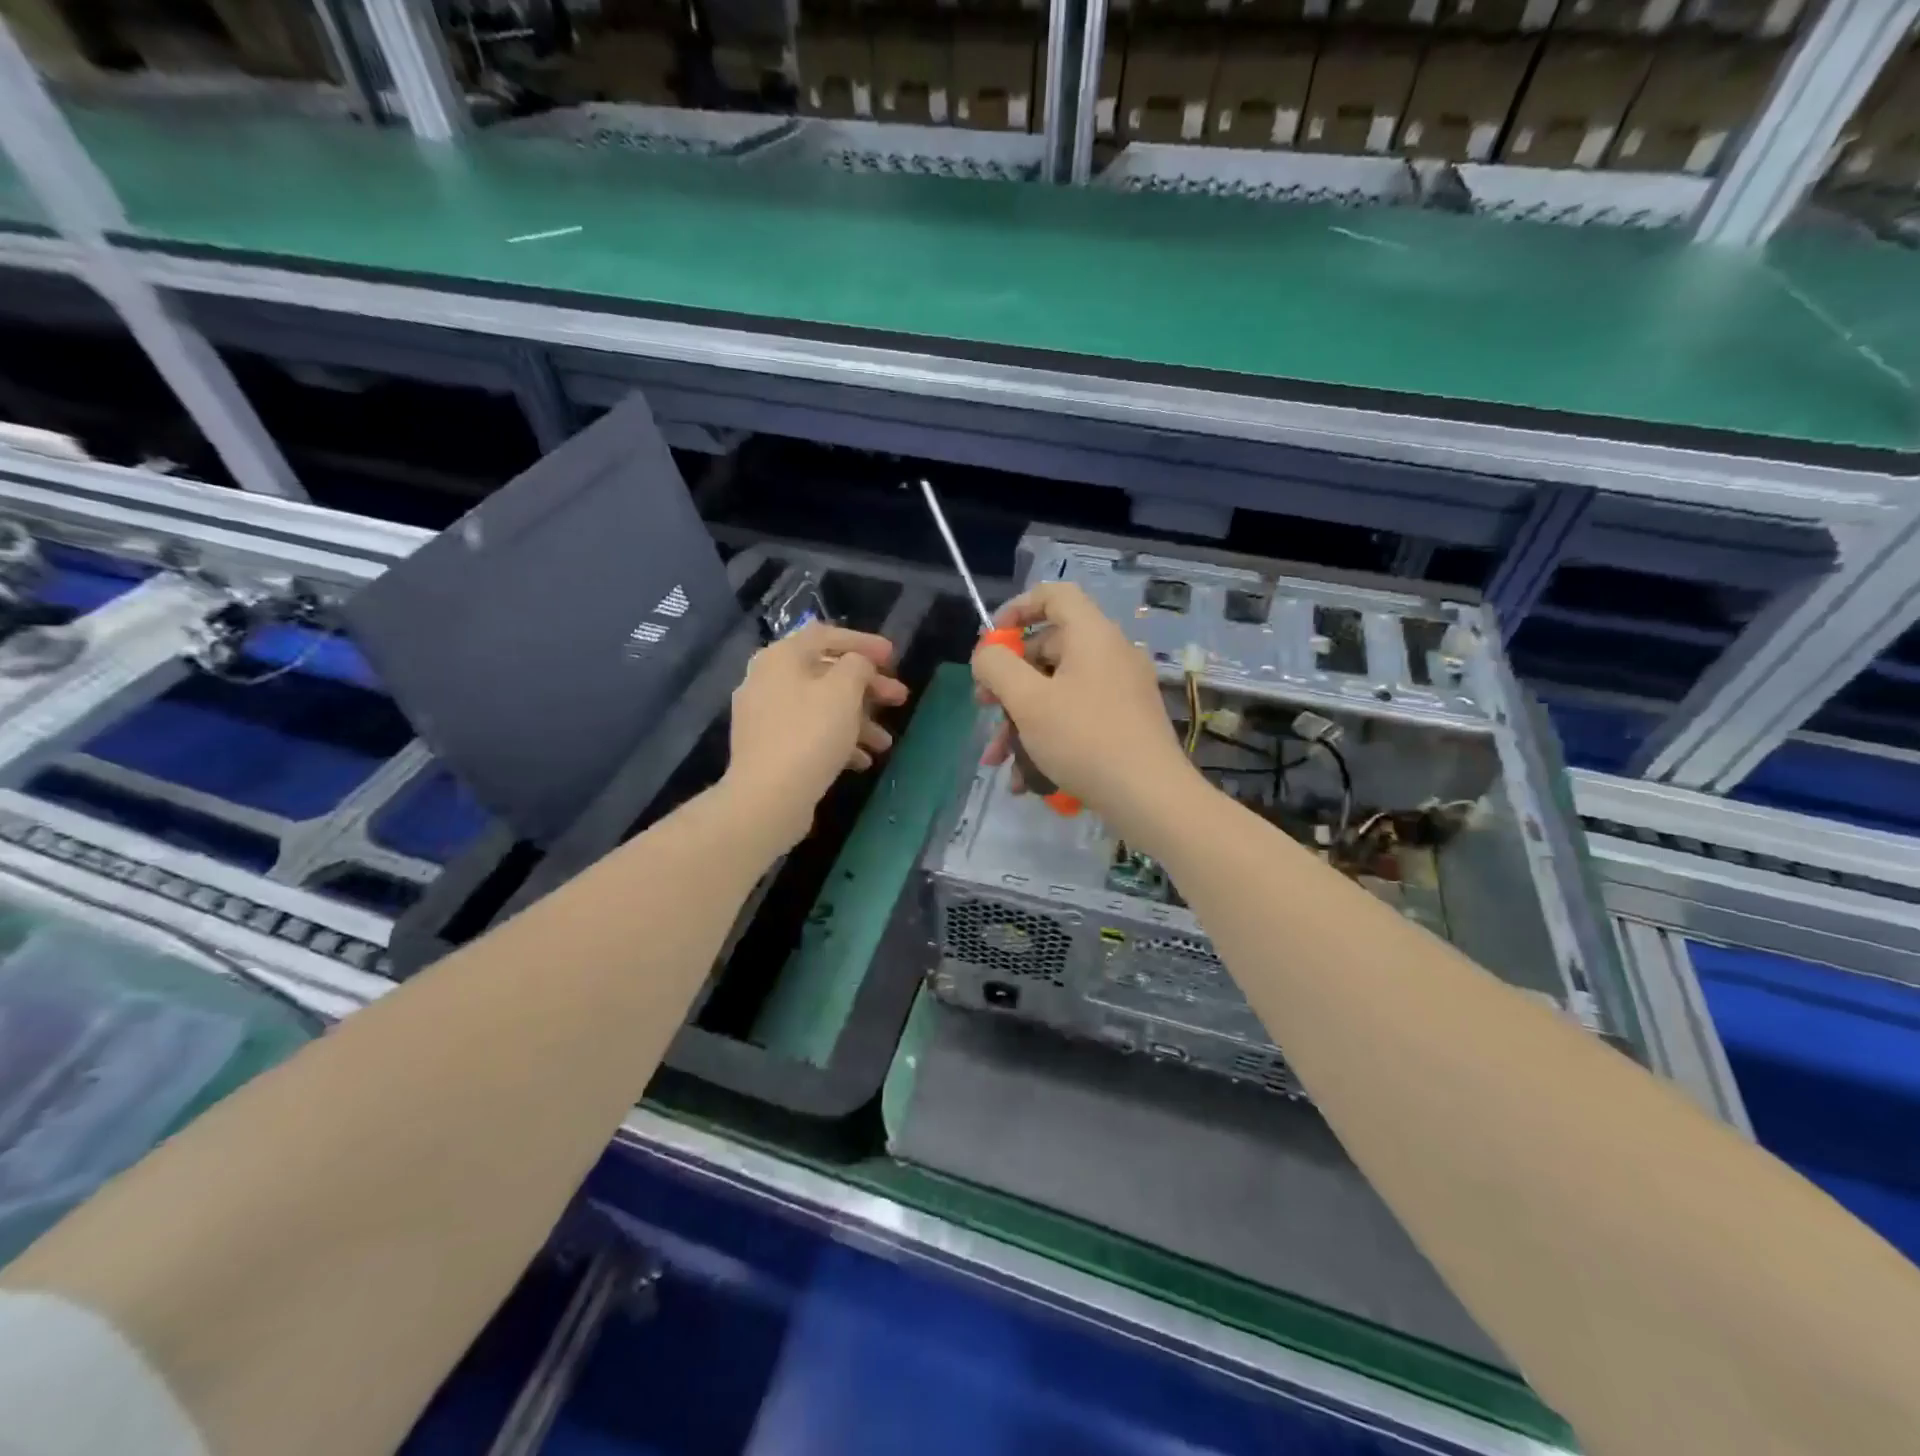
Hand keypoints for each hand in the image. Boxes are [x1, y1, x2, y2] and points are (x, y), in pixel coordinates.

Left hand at [726, 623, 908, 847]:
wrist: (768, 797)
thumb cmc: (810, 734)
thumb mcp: (844, 690)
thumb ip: (857, 665)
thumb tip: (857, 664)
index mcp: (781, 657)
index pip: (826, 636)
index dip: (863, 642)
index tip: (893, 657)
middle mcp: (766, 680)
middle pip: (825, 674)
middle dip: (867, 688)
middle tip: (899, 699)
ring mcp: (764, 716)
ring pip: (820, 708)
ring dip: (858, 720)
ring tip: (884, 744)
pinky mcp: (768, 748)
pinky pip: (808, 733)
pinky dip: (837, 741)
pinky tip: (861, 762)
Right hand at [971, 583, 1203, 850]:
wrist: (1149, 797)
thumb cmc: (1084, 739)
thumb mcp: (1028, 701)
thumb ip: (997, 667)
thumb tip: (987, 655)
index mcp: (1092, 635)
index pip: (1054, 595)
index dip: (1017, 608)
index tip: (991, 642)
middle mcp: (1110, 654)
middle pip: (1049, 649)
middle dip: (1008, 682)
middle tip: (984, 707)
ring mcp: (1121, 690)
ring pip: (1058, 692)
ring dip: (1021, 721)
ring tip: (997, 759)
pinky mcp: (1126, 723)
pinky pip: (1077, 717)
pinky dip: (1048, 738)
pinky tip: (1026, 779)